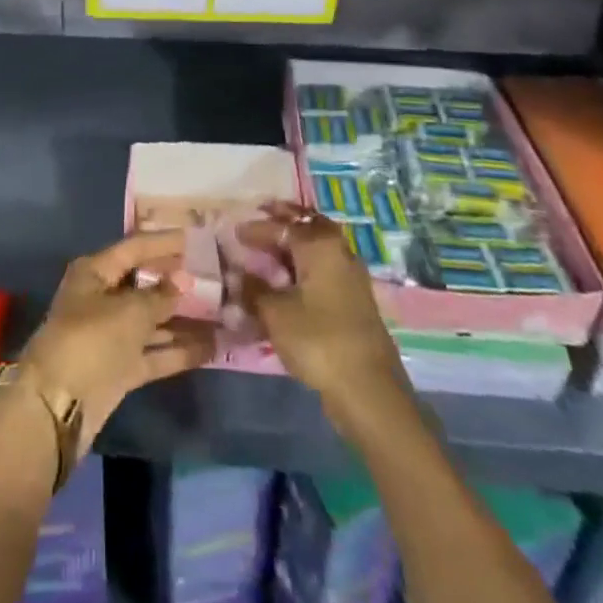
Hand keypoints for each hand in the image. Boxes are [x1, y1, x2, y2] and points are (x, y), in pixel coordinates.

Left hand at [21, 231, 215, 455]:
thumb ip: (160, 296)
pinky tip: (212, 348)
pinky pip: (154, 353)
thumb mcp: (130, 311)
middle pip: (145, 284)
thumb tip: (184, 279)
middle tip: (215, 277)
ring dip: (183, 319)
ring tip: (222, 312)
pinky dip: (178, 350)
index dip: (165, 243)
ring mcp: (111, 336)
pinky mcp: (120, 368)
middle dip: (177, 282)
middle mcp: (102, 299)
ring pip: (152, 321)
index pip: (135, 247)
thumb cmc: (91, 339)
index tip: (196, 238)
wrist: (57, 406)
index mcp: (95, 272)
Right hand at [238, 203, 412, 435]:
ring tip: (273, 243)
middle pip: (308, 225)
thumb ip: (254, 289)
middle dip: (285, 219)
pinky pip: (324, 266)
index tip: (235, 230)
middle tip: (262, 214)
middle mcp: (339, 251)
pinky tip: (292, 274)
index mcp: (320, 246)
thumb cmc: (318, 340)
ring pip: (319, 245)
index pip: (282, 227)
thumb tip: (236, 275)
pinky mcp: (355, 298)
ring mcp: (351, 275)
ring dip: (297, 240)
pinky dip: (306, 262)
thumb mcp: (275, 314)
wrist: (367, 388)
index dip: (257, 229)